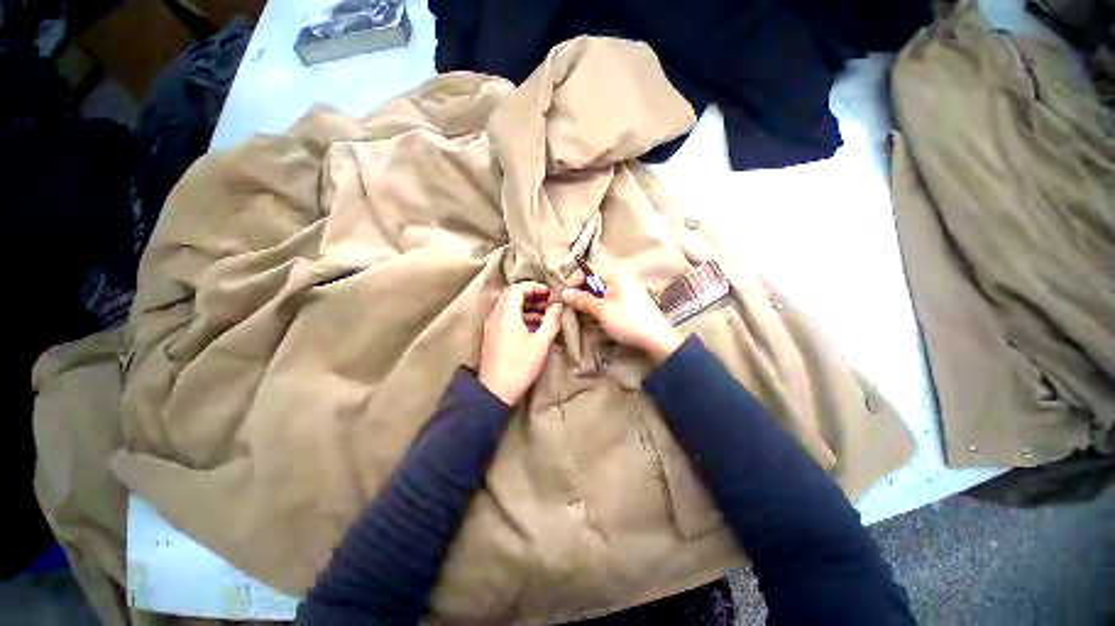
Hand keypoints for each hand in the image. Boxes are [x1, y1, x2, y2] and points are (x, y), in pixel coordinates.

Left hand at [478, 283, 562, 404]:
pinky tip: (534, 327)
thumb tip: (558, 306)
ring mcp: (492, 326)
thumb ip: (551, 321)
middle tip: (548, 301)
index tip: (549, 294)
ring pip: (509, 306)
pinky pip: (506, 317)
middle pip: (512, 295)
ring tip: (545, 314)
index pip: (517, 288)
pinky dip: (520, 316)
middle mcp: (496, 316)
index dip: (535, 287)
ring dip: (527, 306)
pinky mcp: (492, 335)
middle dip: (532, 295)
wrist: (496, 390)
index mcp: (506, 314)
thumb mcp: (541, 343)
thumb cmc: (519, 366)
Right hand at [561, 267, 682, 362]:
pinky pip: (609, 298)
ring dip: (589, 300)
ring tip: (580, 311)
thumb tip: (564, 293)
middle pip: (594, 280)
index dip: (574, 280)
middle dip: (580, 291)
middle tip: (570, 304)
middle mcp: (622, 278)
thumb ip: (582, 300)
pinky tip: (594, 315)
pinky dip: (599, 304)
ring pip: (601, 290)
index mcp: (616, 275)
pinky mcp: (629, 301)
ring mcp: (627, 290)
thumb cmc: (627, 321)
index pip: (588, 270)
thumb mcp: (601, 310)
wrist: (656, 338)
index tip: (565, 295)